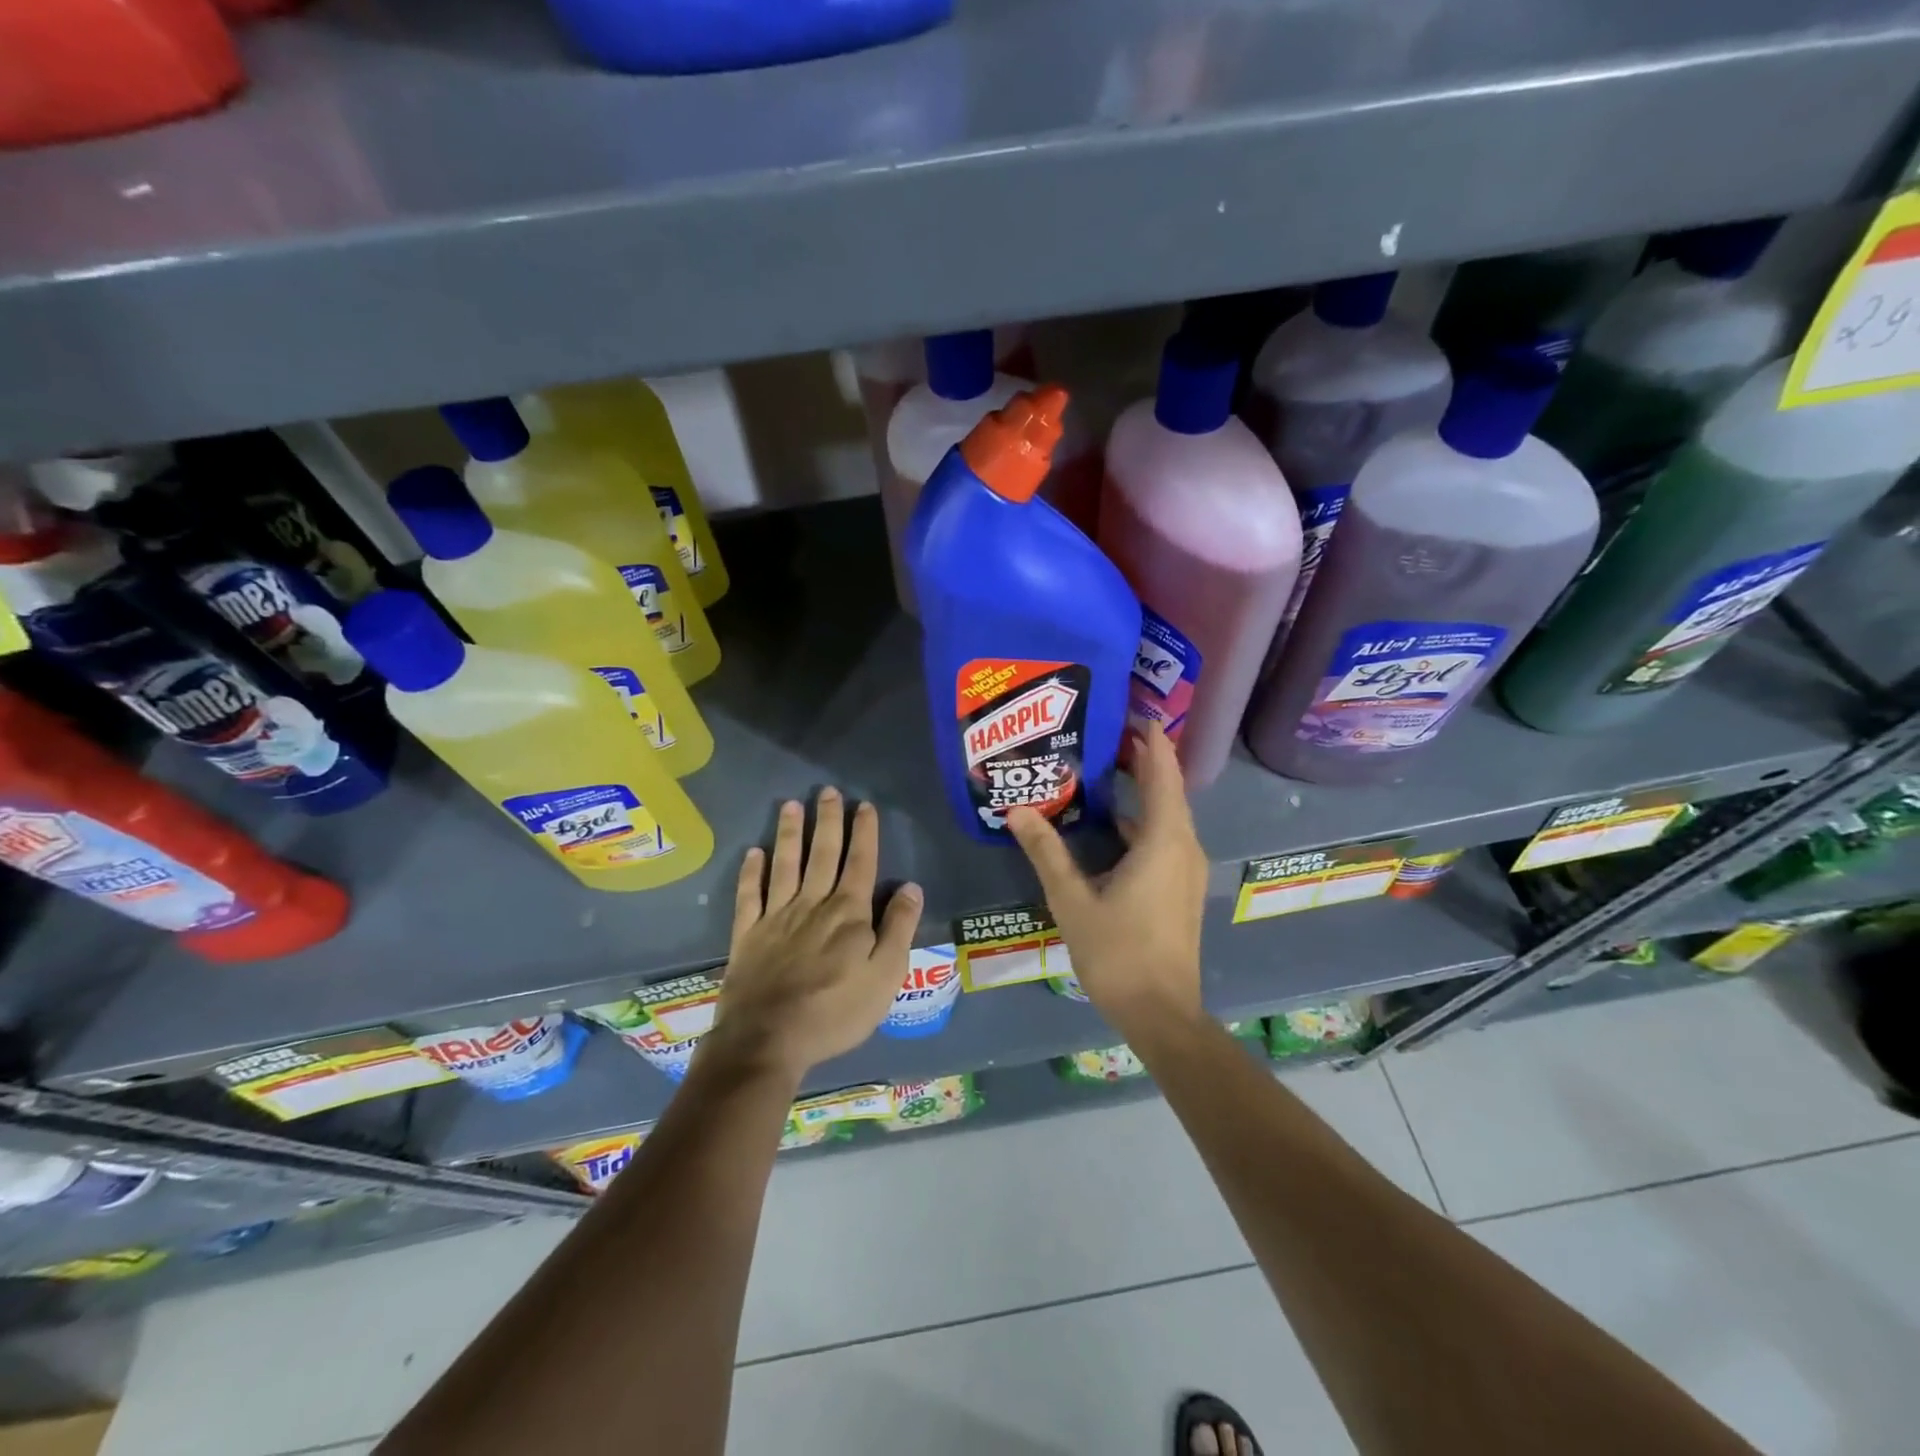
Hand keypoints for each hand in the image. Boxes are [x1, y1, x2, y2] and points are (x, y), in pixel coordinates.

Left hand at [705, 788, 923, 1082]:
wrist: (768, 1040)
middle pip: (822, 854)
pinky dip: (751, 872)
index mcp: (849, 913)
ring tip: (790, 805)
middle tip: (827, 791)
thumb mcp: (885, 977)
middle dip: (827, 821)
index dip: (864, 833)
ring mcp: (776, 917)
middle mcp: (813, 904)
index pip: (861, 862)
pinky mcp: (747, 935)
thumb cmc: (835, 1012)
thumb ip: (899, 929)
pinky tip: (753, 853)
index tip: (865, 806)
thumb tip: (911, 887)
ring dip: (789, 834)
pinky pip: (749, 895)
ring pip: (785, 865)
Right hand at [1008, 721, 1206, 1032]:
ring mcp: (1187, 870)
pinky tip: (1109, 825)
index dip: (1149, 739)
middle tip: (1102, 734)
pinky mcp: (1181, 888)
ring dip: (1141, 791)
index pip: (1163, 772)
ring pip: (1166, 816)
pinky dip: (1141, 821)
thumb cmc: (1118, 952)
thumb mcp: (1073, 899)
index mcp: (1165, 840)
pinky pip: (1165, 838)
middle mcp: (1184, 846)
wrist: (1161, 1013)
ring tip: (1101, 770)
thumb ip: (1046, 851)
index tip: (1127, 711)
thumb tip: (1016, 810)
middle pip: (1167, 789)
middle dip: (1140, 759)